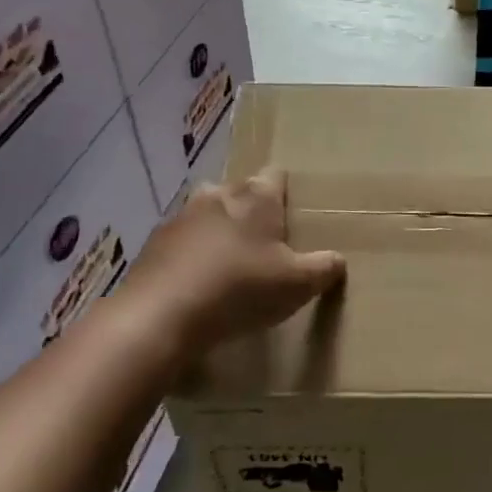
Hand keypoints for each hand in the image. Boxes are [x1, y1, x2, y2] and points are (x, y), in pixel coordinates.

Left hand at [119, 168, 344, 354]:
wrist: (159, 316)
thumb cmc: (239, 289)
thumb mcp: (297, 285)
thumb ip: (323, 268)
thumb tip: (338, 259)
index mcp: (257, 196)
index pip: (276, 175)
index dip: (285, 193)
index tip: (290, 218)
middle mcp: (218, 194)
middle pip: (239, 193)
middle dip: (249, 212)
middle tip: (262, 246)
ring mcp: (181, 216)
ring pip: (207, 214)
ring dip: (217, 233)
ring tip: (227, 268)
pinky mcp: (153, 243)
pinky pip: (180, 242)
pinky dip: (189, 256)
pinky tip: (196, 286)